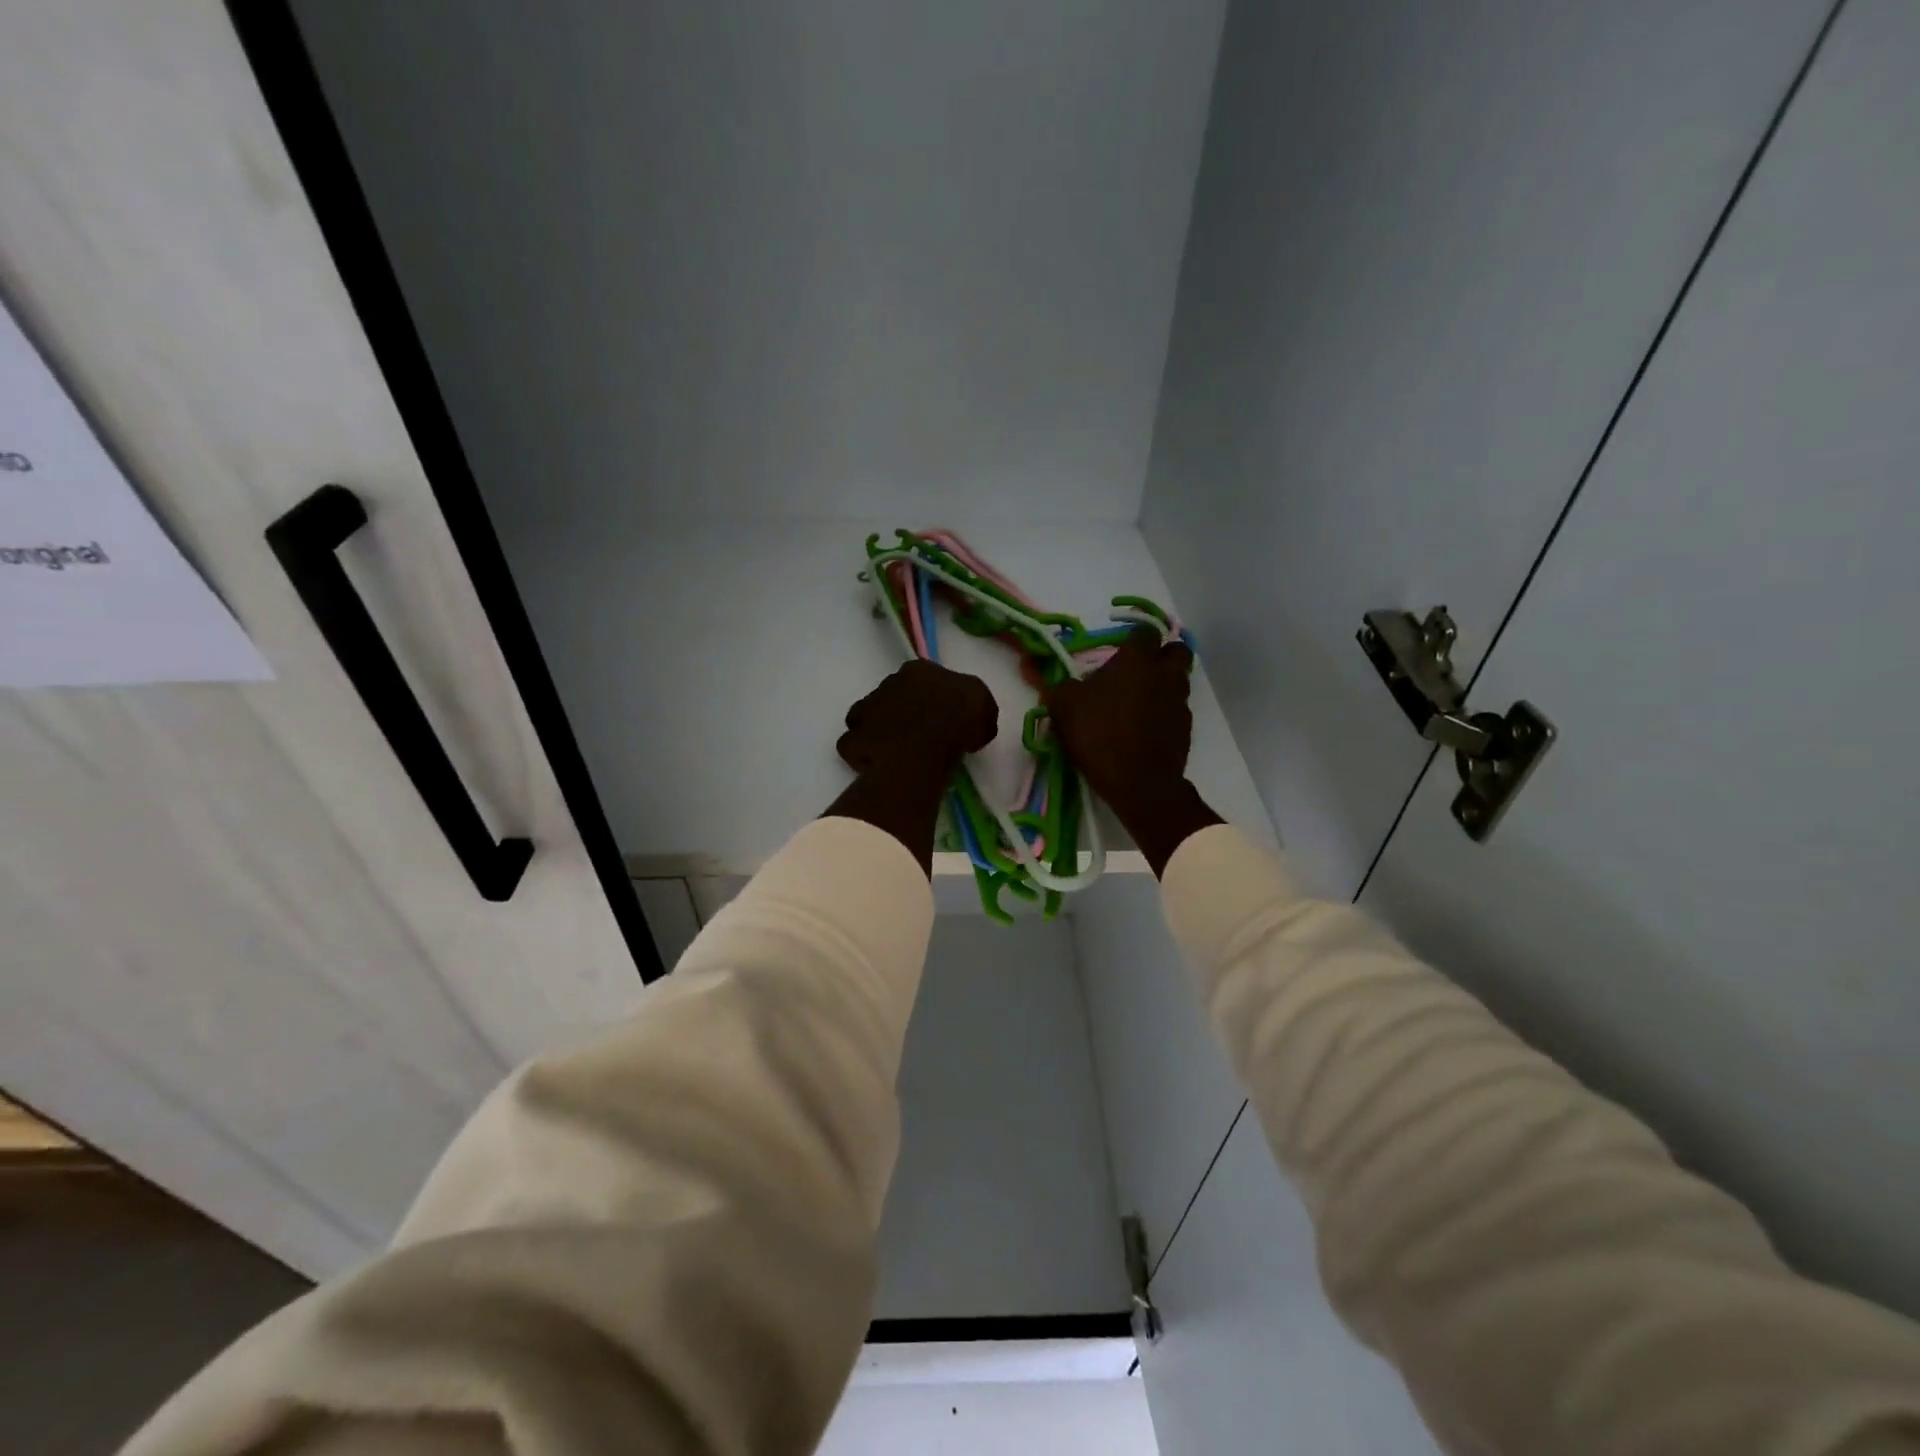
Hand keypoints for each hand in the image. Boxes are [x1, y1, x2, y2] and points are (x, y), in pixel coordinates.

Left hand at [826, 661, 997, 874]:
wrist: (925, 749)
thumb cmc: (960, 720)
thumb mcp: (985, 706)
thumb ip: (975, 707)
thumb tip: (973, 722)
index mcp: (919, 670)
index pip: (922, 677)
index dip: (932, 697)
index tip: (942, 717)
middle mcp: (888, 682)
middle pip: (892, 696)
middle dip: (902, 712)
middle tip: (920, 736)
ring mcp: (866, 710)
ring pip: (867, 717)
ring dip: (878, 730)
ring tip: (895, 752)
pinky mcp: (854, 739)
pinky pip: (854, 745)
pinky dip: (862, 754)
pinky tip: (879, 765)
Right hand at [1044, 625, 1221, 875]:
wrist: (1138, 783)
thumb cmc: (1098, 735)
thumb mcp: (1063, 707)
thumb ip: (1049, 681)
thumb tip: (1028, 661)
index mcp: (1136, 660)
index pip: (1145, 631)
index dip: (1133, 638)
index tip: (1119, 651)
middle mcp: (1164, 674)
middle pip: (1176, 650)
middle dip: (1161, 654)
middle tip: (1138, 668)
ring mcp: (1179, 701)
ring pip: (1179, 679)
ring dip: (1164, 682)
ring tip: (1139, 699)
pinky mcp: (1186, 728)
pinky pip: (1178, 708)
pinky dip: (1165, 711)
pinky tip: (1145, 726)